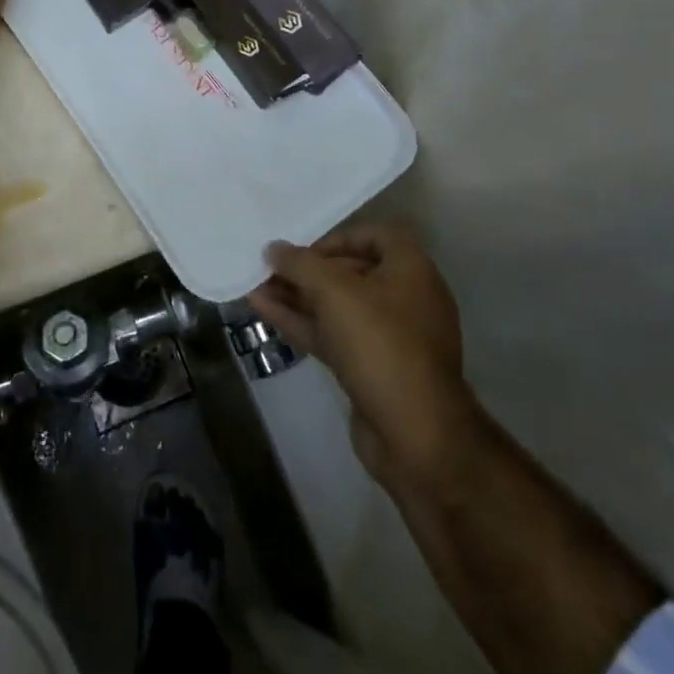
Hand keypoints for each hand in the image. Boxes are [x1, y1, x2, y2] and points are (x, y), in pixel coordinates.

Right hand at [250, 220, 482, 497]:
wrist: (416, 437)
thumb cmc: (381, 344)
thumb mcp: (334, 292)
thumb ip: (300, 265)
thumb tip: (274, 248)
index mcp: (411, 271)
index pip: (374, 236)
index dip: (337, 238)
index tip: (306, 249)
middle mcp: (406, 299)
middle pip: (351, 272)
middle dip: (308, 270)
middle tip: (271, 268)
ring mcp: (390, 339)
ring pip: (338, 307)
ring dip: (299, 296)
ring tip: (257, 287)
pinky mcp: (373, 370)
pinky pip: (334, 335)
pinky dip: (303, 322)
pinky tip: (265, 311)